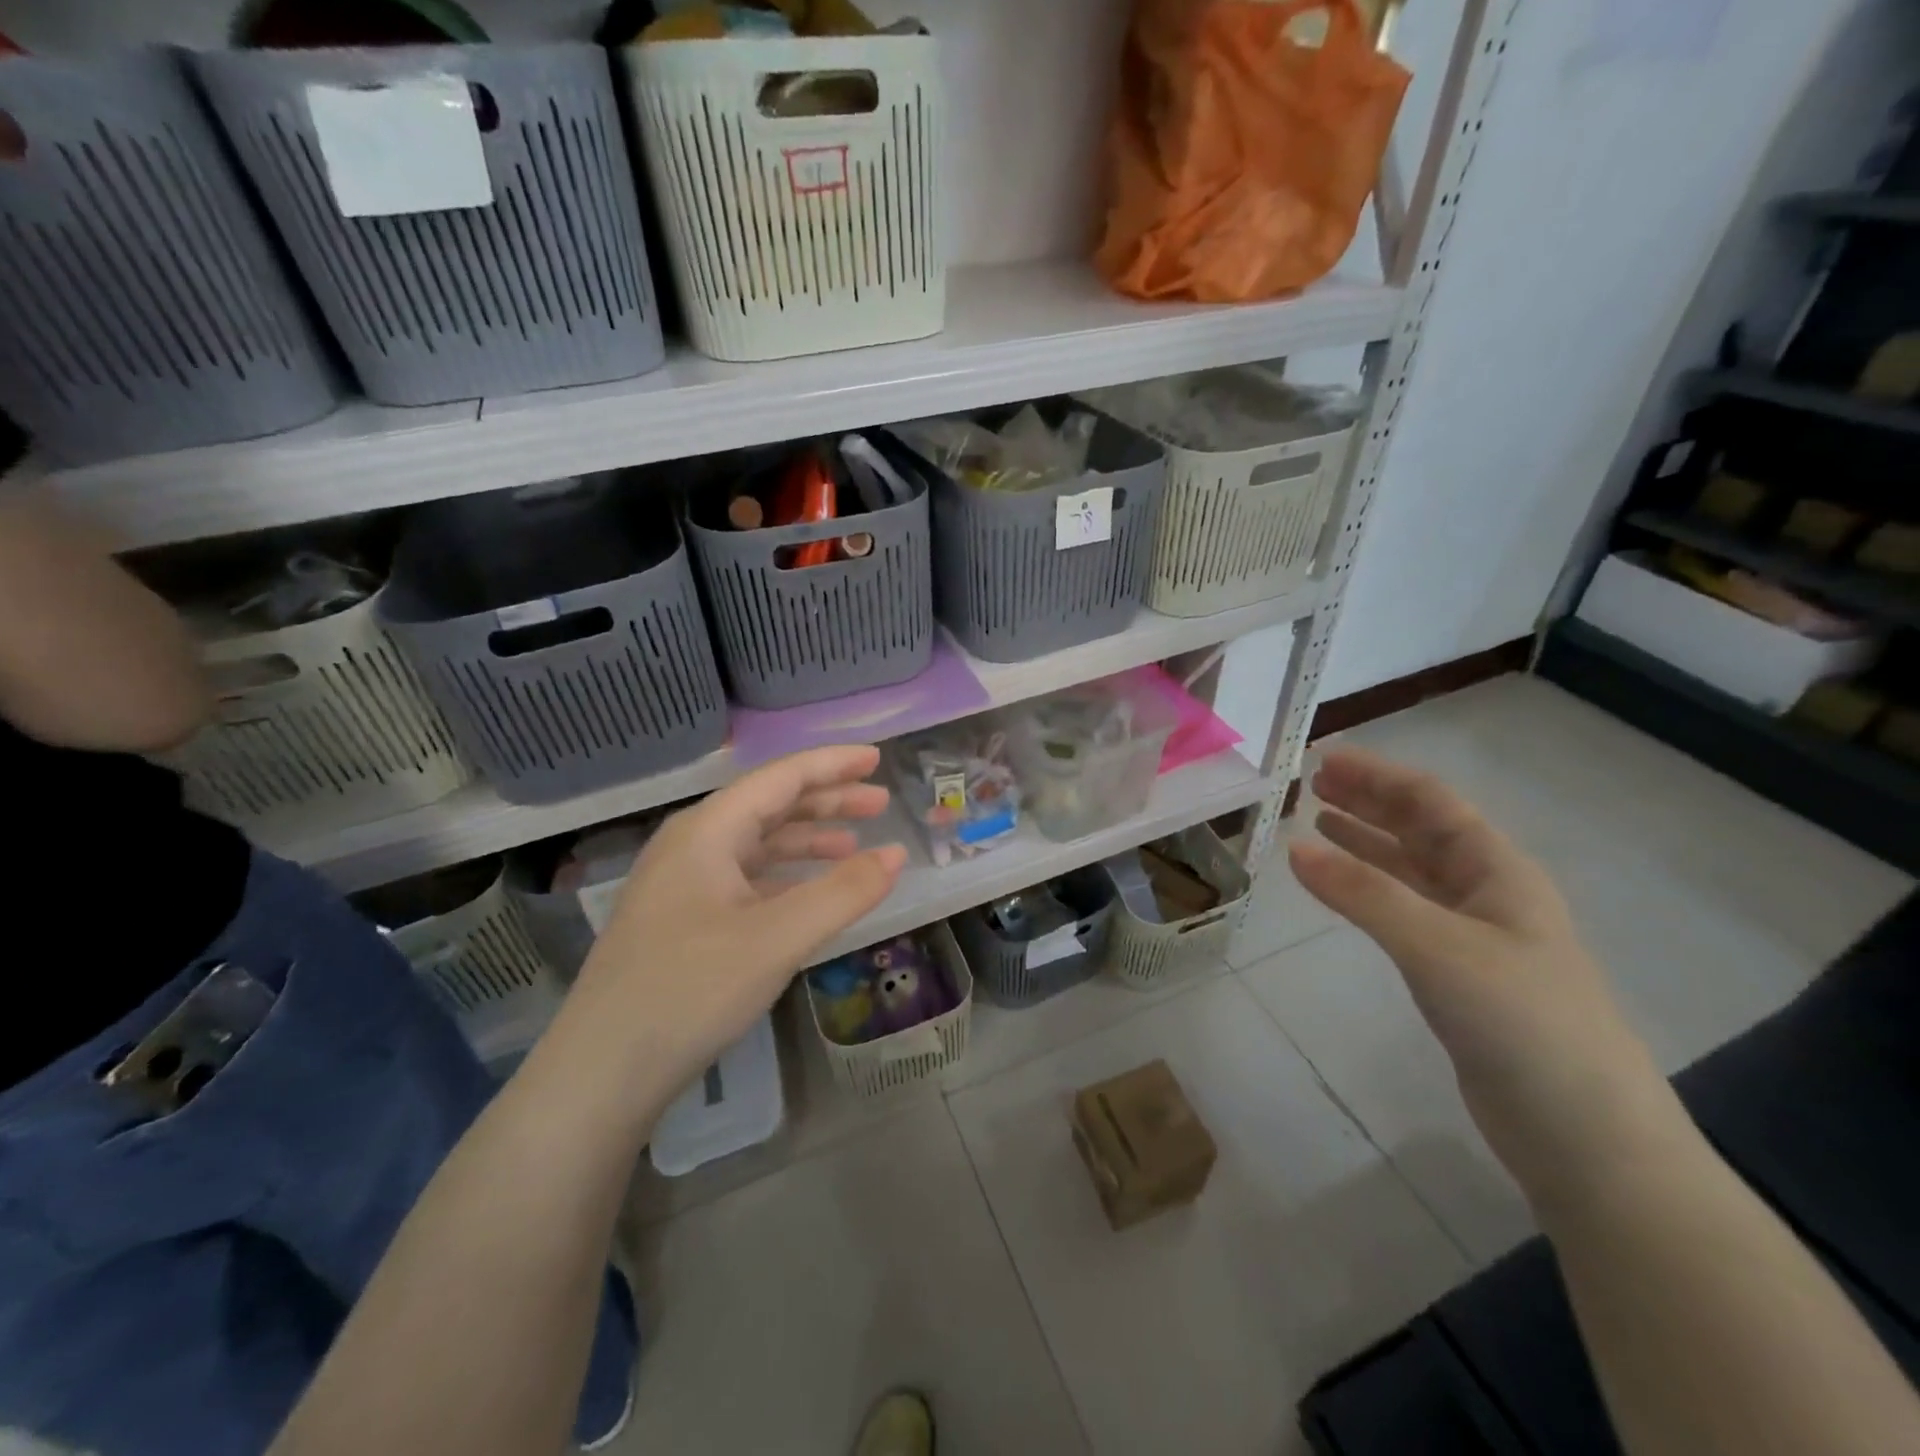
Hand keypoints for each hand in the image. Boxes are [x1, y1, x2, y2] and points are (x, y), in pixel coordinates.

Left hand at [567, 745, 905, 1100]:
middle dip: (827, 800)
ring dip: (807, 839)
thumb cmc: (690, 990)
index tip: (877, 758)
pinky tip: (810, 892)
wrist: (601, 1072)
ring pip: (757, 843)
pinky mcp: (682, 920)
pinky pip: (746, 878)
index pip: (780, 778)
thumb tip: (895, 854)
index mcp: (707, 831)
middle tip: (880, 803)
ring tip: (854, 844)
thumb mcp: (778, 938)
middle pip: (769, 805)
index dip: (832, 764)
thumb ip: (843, 893)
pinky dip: (785, 875)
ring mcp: (682, 884)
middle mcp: (692, 845)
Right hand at [1288, 746, 1683, 1211]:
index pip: (1432, 802)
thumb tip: (1293, 847)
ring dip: (1366, 841)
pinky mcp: (1457, 975)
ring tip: (1318, 823)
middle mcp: (1487, 893)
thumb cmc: (1523, 1023)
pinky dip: (1368, 890)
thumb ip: (1364, 895)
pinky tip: (1342, 890)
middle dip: (1369, 802)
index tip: (1324, 758)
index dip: (1379, 776)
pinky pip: (1404, 911)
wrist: (1585, 1135)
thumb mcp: (1439, 947)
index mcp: (1498, 872)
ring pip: (1410, 870)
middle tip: (1313, 784)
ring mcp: (1473, 936)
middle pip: (1421, 829)